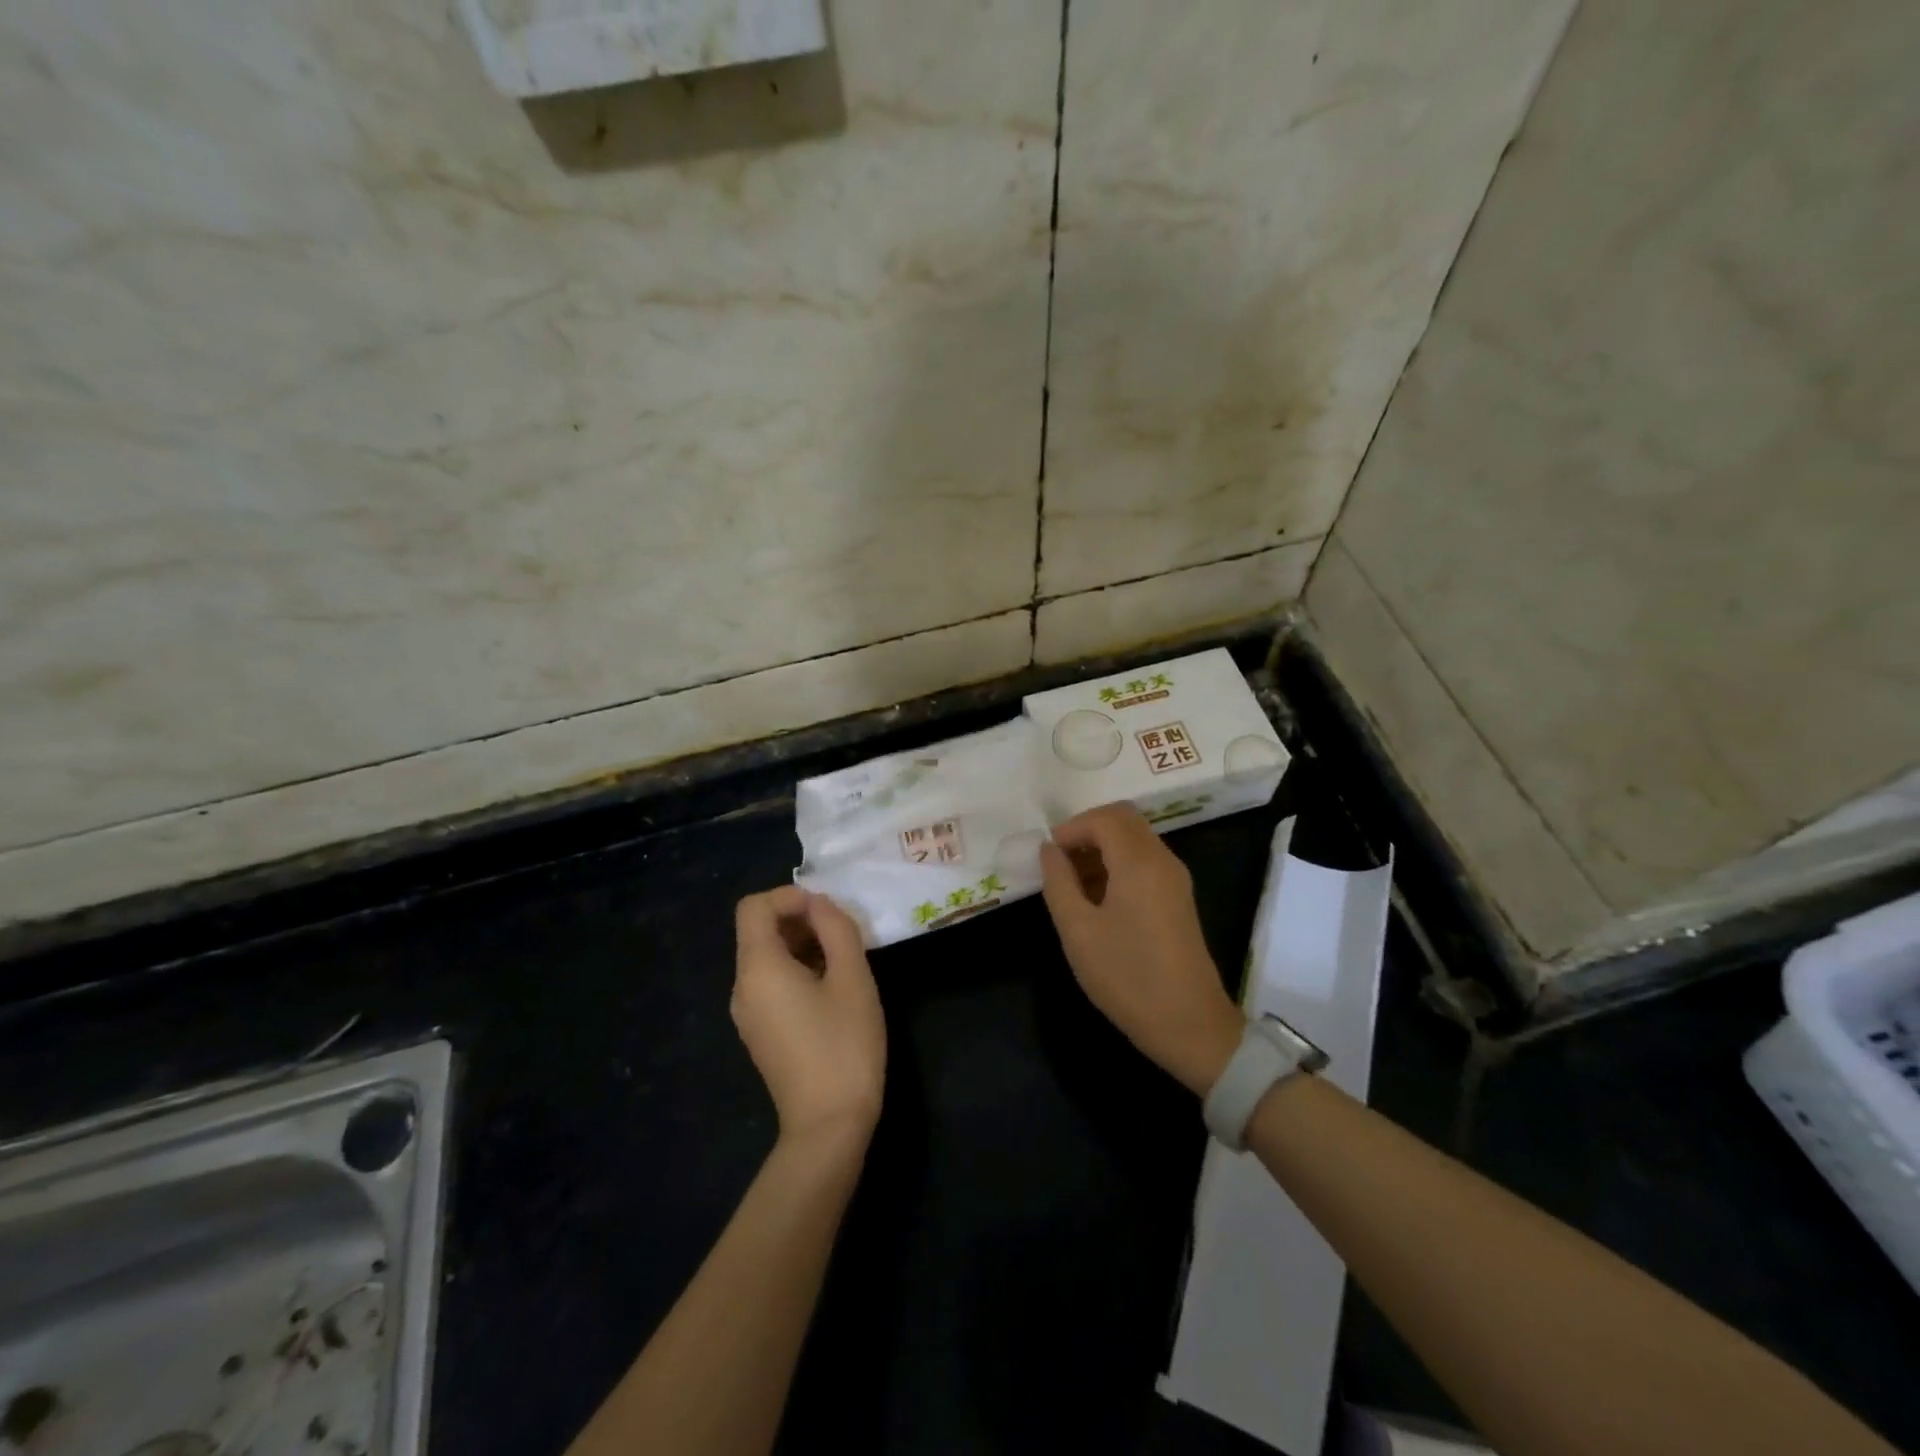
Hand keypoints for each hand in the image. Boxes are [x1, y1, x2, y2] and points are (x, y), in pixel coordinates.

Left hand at [732, 886, 886, 1146]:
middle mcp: (742, 987)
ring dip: (801, 946)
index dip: (789, 896)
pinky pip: (770, 984)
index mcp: (758, 968)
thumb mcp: (852, 978)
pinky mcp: (759, 1034)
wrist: (828, 1127)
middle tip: (843, 935)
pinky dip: (796, 971)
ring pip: (766, 958)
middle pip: (758, 931)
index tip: (827, 912)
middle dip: (800, 920)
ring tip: (843, 962)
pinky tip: (831, 991)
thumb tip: (819, 904)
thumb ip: (836, 928)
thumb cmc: (844, 1046)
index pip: (754, 907)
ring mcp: (747, 1014)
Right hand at [1039, 804, 1243, 1095]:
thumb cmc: (1127, 977)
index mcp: (1140, 863)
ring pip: (1135, 839)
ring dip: (1102, 848)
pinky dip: (1118, 864)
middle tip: (1059, 863)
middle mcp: (1163, 860)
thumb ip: (1058, 882)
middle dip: (1087, 832)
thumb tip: (1049, 850)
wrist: (1190, 1025)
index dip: (1071, 828)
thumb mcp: (1078, 931)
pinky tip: (1098, 899)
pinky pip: (1145, 861)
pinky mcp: (1179, 897)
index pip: (1104, 818)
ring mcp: (1175, 878)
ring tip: (1072, 884)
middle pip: (1123, 820)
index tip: (1048, 856)